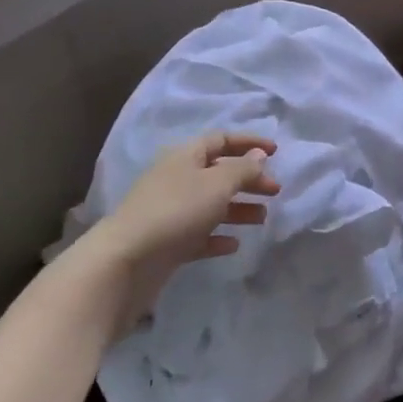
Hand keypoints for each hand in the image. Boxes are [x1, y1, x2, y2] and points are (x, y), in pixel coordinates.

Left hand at [64, 132, 277, 338]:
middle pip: (219, 173)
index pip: (221, 140)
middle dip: (249, 180)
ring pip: (211, 205)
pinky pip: (199, 235)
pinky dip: (218, 236)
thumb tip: (259, 155)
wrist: (126, 262)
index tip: (276, 152)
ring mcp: (170, 213)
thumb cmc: (175, 212)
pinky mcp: (167, 243)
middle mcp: (177, 179)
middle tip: (275, 192)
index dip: (249, 143)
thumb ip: (242, 169)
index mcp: (185, 157)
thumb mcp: (217, 184)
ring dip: (238, 209)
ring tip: (262, 219)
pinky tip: (233, 245)